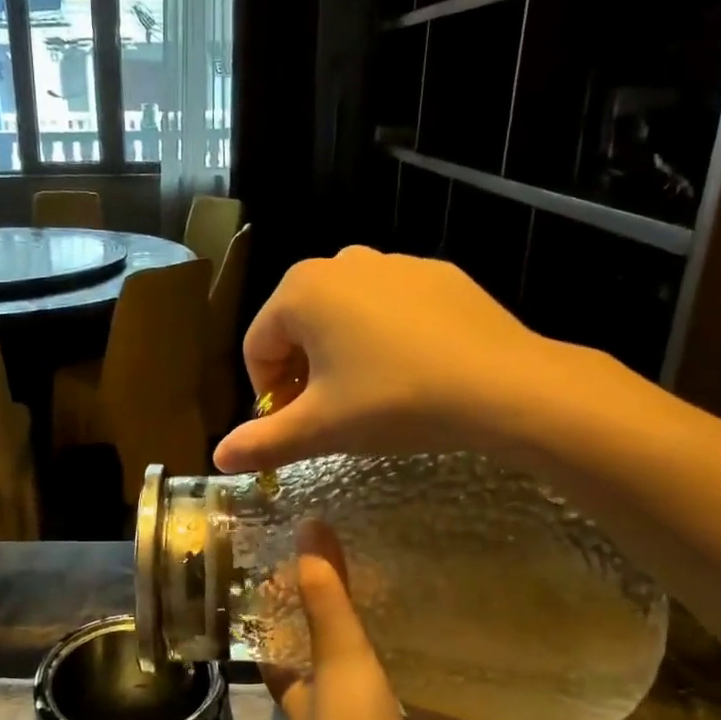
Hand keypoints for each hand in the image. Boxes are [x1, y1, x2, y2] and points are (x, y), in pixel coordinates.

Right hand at [213, 247, 609, 473]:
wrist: (503, 384)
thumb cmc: (394, 401)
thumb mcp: (322, 428)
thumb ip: (263, 442)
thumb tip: (218, 459)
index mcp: (300, 291)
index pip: (257, 347)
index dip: (267, 395)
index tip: (293, 428)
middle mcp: (339, 261)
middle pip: (298, 327)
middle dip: (302, 373)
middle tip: (329, 415)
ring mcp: (392, 262)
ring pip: (343, 315)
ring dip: (340, 354)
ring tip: (368, 394)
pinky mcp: (435, 273)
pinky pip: (389, 307)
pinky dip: (384, 337)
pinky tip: (411, 372)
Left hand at [268, 522, 470, 719]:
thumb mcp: (337, 658)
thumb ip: (327, 598)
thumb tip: (309, 526)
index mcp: (300, 690)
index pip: (278, 646)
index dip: (279, 614)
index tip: (292, 572)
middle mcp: (332, 710)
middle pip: (329, 659)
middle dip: (341, 626)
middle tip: (365, 572)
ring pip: (379, 680)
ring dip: (389, 650)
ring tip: (410, 596)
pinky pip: (427, 704)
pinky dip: (436, 680)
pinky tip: (457, 646)